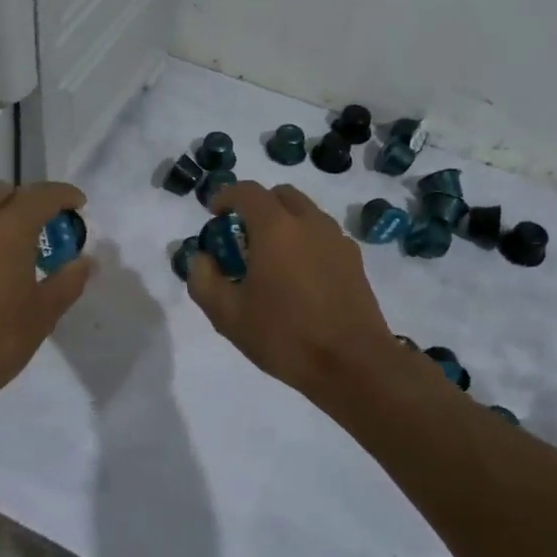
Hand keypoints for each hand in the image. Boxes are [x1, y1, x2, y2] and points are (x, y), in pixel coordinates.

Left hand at [0, 181, 94, 430]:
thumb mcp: (43, 314)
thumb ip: (68, 280)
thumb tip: (85, 262)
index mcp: (6, 228)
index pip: (40, 194)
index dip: (63, 195)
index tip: (79, 204)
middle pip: (2, 191)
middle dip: (26, 199)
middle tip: (45, 225)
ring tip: (16, 244)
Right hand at [187, 181, 399, 403]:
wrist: (353, 364)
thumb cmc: (285, 335)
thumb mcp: (228, 315)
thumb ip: (204, 280)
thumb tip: (202, 258)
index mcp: (276, 228)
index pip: (247, 192)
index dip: (226, 196)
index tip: (214, 213)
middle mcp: (309, 222)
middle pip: (280, 195)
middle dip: (257, 205)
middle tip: (242, 234)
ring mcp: (337, 239)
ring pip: (306, 213)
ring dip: (284, 221)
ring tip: (270, 257)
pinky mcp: (354, 260)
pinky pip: (323, 235)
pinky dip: (305, 240)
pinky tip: (299, 276)